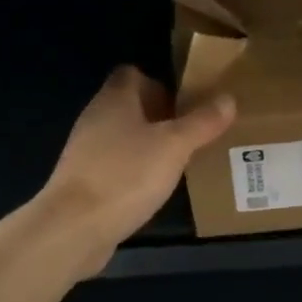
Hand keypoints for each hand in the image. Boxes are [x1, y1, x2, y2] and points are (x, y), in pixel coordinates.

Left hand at [40, 66, 235, 274]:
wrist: (73, 228)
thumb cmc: (126, 175)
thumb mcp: (174, 146)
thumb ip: (202, 122)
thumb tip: (228, 98)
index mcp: (115, 99)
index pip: (133, 74)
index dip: (159, 82)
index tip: (184, 102)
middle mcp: (96, 118)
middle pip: (129, 105)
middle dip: (160, 116)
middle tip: (191, 132)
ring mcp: (85, 151)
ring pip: (123, 136)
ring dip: (148, 144)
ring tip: (179, 160)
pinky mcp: (83, 181)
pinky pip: (115, 165)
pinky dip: (134, 170)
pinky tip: (153, 188)